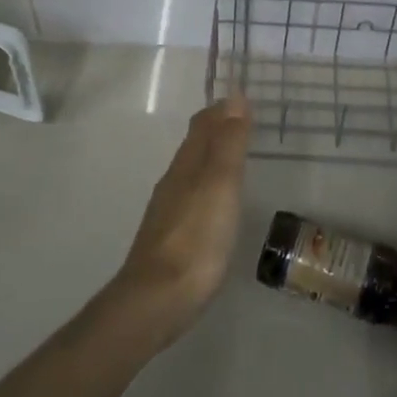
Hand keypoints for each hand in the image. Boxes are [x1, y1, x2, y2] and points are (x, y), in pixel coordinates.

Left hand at [107, 97, 251, 347]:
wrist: (156, 300)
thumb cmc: (196, 239)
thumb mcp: (220, 185)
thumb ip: (228, 143)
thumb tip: (233, 96)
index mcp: (187, 165)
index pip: (203, 125)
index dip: (221, 110)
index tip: (240, 97)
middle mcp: (174, 182)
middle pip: (194, 146)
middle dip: (215, 129)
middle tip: (240, 120)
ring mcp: (169, 212)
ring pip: (191, 171)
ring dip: (210, 157)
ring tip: (232, 156)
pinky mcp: (170, 239)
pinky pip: (191, 197)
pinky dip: (206, 186)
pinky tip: (213, 202)